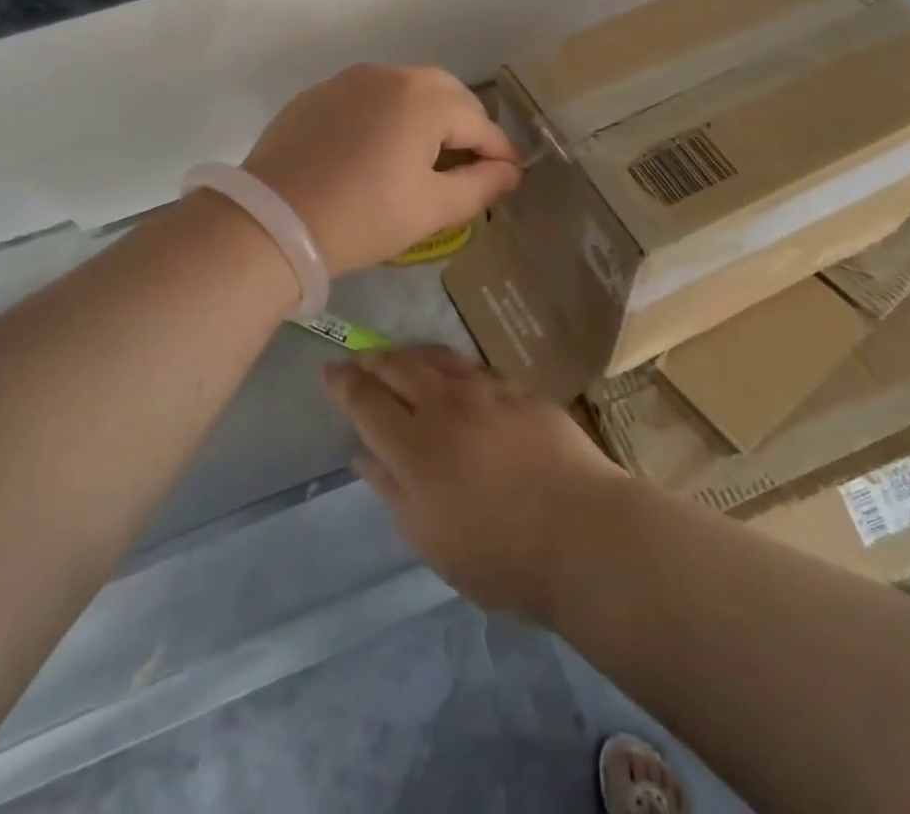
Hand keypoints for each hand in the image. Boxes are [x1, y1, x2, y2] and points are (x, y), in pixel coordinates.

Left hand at [244, 65, 521, 277]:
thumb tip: (509, 172)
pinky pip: (367, 98)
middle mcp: (389, 75)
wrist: (272, 222)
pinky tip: (376, 150)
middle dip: (464, 127)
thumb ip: (480, 186)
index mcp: (424, 98)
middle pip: (444, 95)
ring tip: (424, 157)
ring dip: (425, 117)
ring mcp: (348, 81)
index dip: (500, 153)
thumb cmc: (364, 216)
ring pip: (404, 91)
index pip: (479, 122)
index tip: (510, 177)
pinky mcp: (317, 95)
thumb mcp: (431, 208)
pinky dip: (385, 117)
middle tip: (468, 165)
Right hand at [319, 346, 627, 621]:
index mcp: (414, 445)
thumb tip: (362, 453)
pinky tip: (451, 373)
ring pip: (434, 358)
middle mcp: (444, 405)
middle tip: (358, 359)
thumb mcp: (429, 538)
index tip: (326, 370)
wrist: (583, 533)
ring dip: (407, 354)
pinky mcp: (519, 391)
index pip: (365, 400)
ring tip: (396, 357)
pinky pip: (472, 368)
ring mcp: (485, 392)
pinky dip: (449, 365)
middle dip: (371, 360)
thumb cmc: (499, 554)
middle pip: (397, 367)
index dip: (342, 383)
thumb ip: (390, 489)